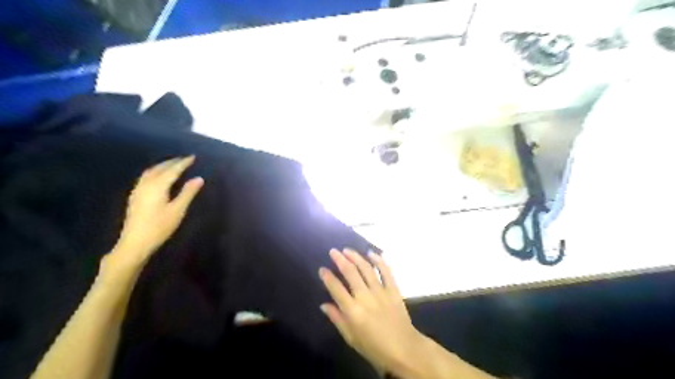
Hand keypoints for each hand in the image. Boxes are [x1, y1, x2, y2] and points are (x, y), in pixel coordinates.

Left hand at [106, 155, 204, 270]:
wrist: (135, 243)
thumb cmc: (159, 227)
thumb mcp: (177, 210)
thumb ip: (188, 193)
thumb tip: (199, 178)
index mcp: (157, 186)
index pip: (173, 170)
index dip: (183, 163)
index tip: (193, 157)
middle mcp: (146, 184)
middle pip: (160, 168)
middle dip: (172, 162)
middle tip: (184, 159)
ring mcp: (138, 190)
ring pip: (151, 172)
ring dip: (162, 166)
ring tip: (172, 164)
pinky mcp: (135, 197)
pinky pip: (146, 177)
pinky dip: (155, 172)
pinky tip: (158, 177)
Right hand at [319, 249, 420, 372]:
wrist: (404, 349)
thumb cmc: (374, 347)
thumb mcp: (351, 338)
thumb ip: (337, 319)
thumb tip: (324, 304)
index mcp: (353, 311)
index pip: (336, 288)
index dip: (327, 277)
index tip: (322, 269)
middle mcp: (365, 297)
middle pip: (350, 273)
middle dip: (340, 260)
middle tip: (333, 251)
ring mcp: (381, 291)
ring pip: (366, 268)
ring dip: (356, 257)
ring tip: (347, 250)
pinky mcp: (393, 290)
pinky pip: (386, 271)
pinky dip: (379, 260)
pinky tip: (371, 253)